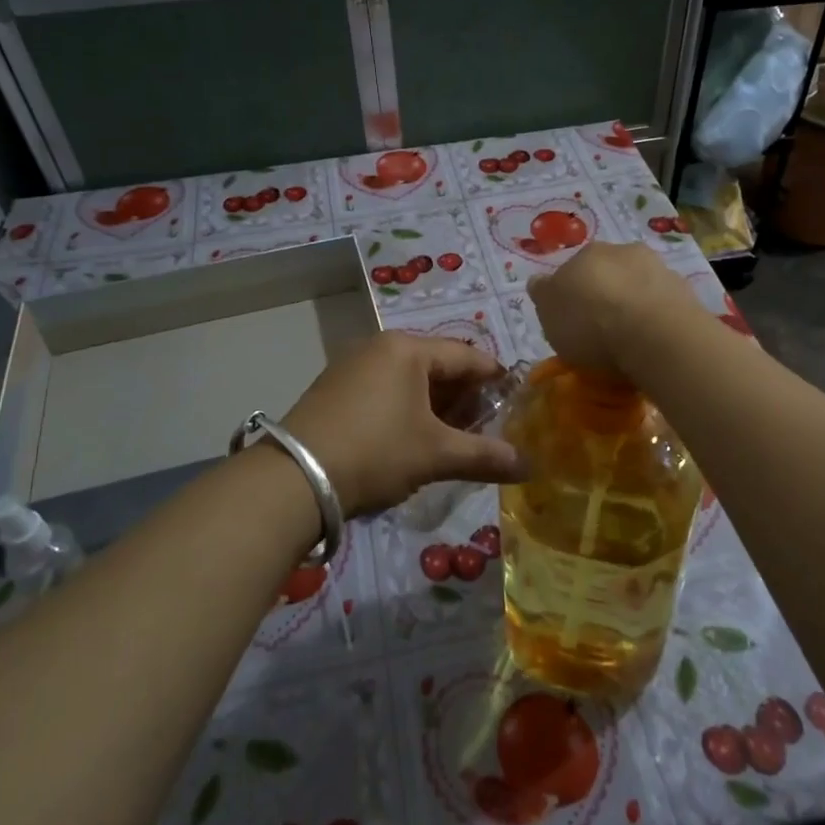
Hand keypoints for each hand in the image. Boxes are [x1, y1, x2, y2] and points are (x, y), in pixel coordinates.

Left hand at [281, 332, 525, 518]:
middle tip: (485, 425)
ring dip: (435, 404)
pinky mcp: (334, 389)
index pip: (466, 355)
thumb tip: (529, 466)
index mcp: (407, 349)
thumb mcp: (436, 454)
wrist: (295, 477)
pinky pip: (384, 389)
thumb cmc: (376, 451)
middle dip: (464, 395)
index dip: (494, 377)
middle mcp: (379, 347)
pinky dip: (406, 408)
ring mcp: (352, 366)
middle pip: (437, 365)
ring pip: (409, 379)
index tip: (515, 399)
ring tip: (452, 436)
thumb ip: (485, 456)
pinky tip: (411, 437)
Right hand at [528, 242, 704, 379]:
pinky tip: (652, 341)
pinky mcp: (685, 291)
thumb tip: (539, 281)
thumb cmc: (591, 324)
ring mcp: (658, 268)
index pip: (571, 270)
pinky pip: (662, 304)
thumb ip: (543, 295)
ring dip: (632, 304)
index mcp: (584, 253)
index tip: (572, 321)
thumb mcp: (548, 314)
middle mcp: (622, 251)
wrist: (655, 335)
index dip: (570, 295)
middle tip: (601, 330)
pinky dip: (655, 318)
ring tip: (630, 340)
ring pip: (637, 285)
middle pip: (607, 274)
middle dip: (603, 295)